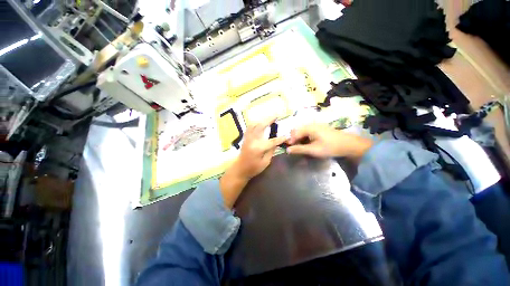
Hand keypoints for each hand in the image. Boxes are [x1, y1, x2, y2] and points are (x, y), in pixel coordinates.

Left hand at [220, 117, 286, 207]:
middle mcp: (252, 140)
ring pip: (254, 124)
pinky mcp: (245, 138)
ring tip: (269, 118)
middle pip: (261, 126)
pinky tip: (260, 122)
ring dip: (262, 120)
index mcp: (258, 148)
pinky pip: (249, 127)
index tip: (287, 135)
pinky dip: (255, 123)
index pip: (272, 141)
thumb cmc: (253, 168)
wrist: (239, 169)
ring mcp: (247, 138)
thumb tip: (276, 143)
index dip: (280, 138)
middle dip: (269, 120)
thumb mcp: (265, 162)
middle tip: (277, 115)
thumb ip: (271, 151)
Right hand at [286, 124, 372, 161]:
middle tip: (295, 148)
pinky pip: (308, 132)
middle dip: (294, 139)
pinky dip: (305, 138)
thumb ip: (299, 149)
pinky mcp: (320, 129)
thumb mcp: (313, 150)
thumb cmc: (330, 147)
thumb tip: (288, 150)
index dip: (290, 141)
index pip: (294, 133)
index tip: (289, 149)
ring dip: (299, 139)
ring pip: (302, 131)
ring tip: (300, 147)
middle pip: (297, 131)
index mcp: (309, 128)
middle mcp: (311, 124)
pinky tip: (307, 144)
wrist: (349, 145)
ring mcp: (316, 126)